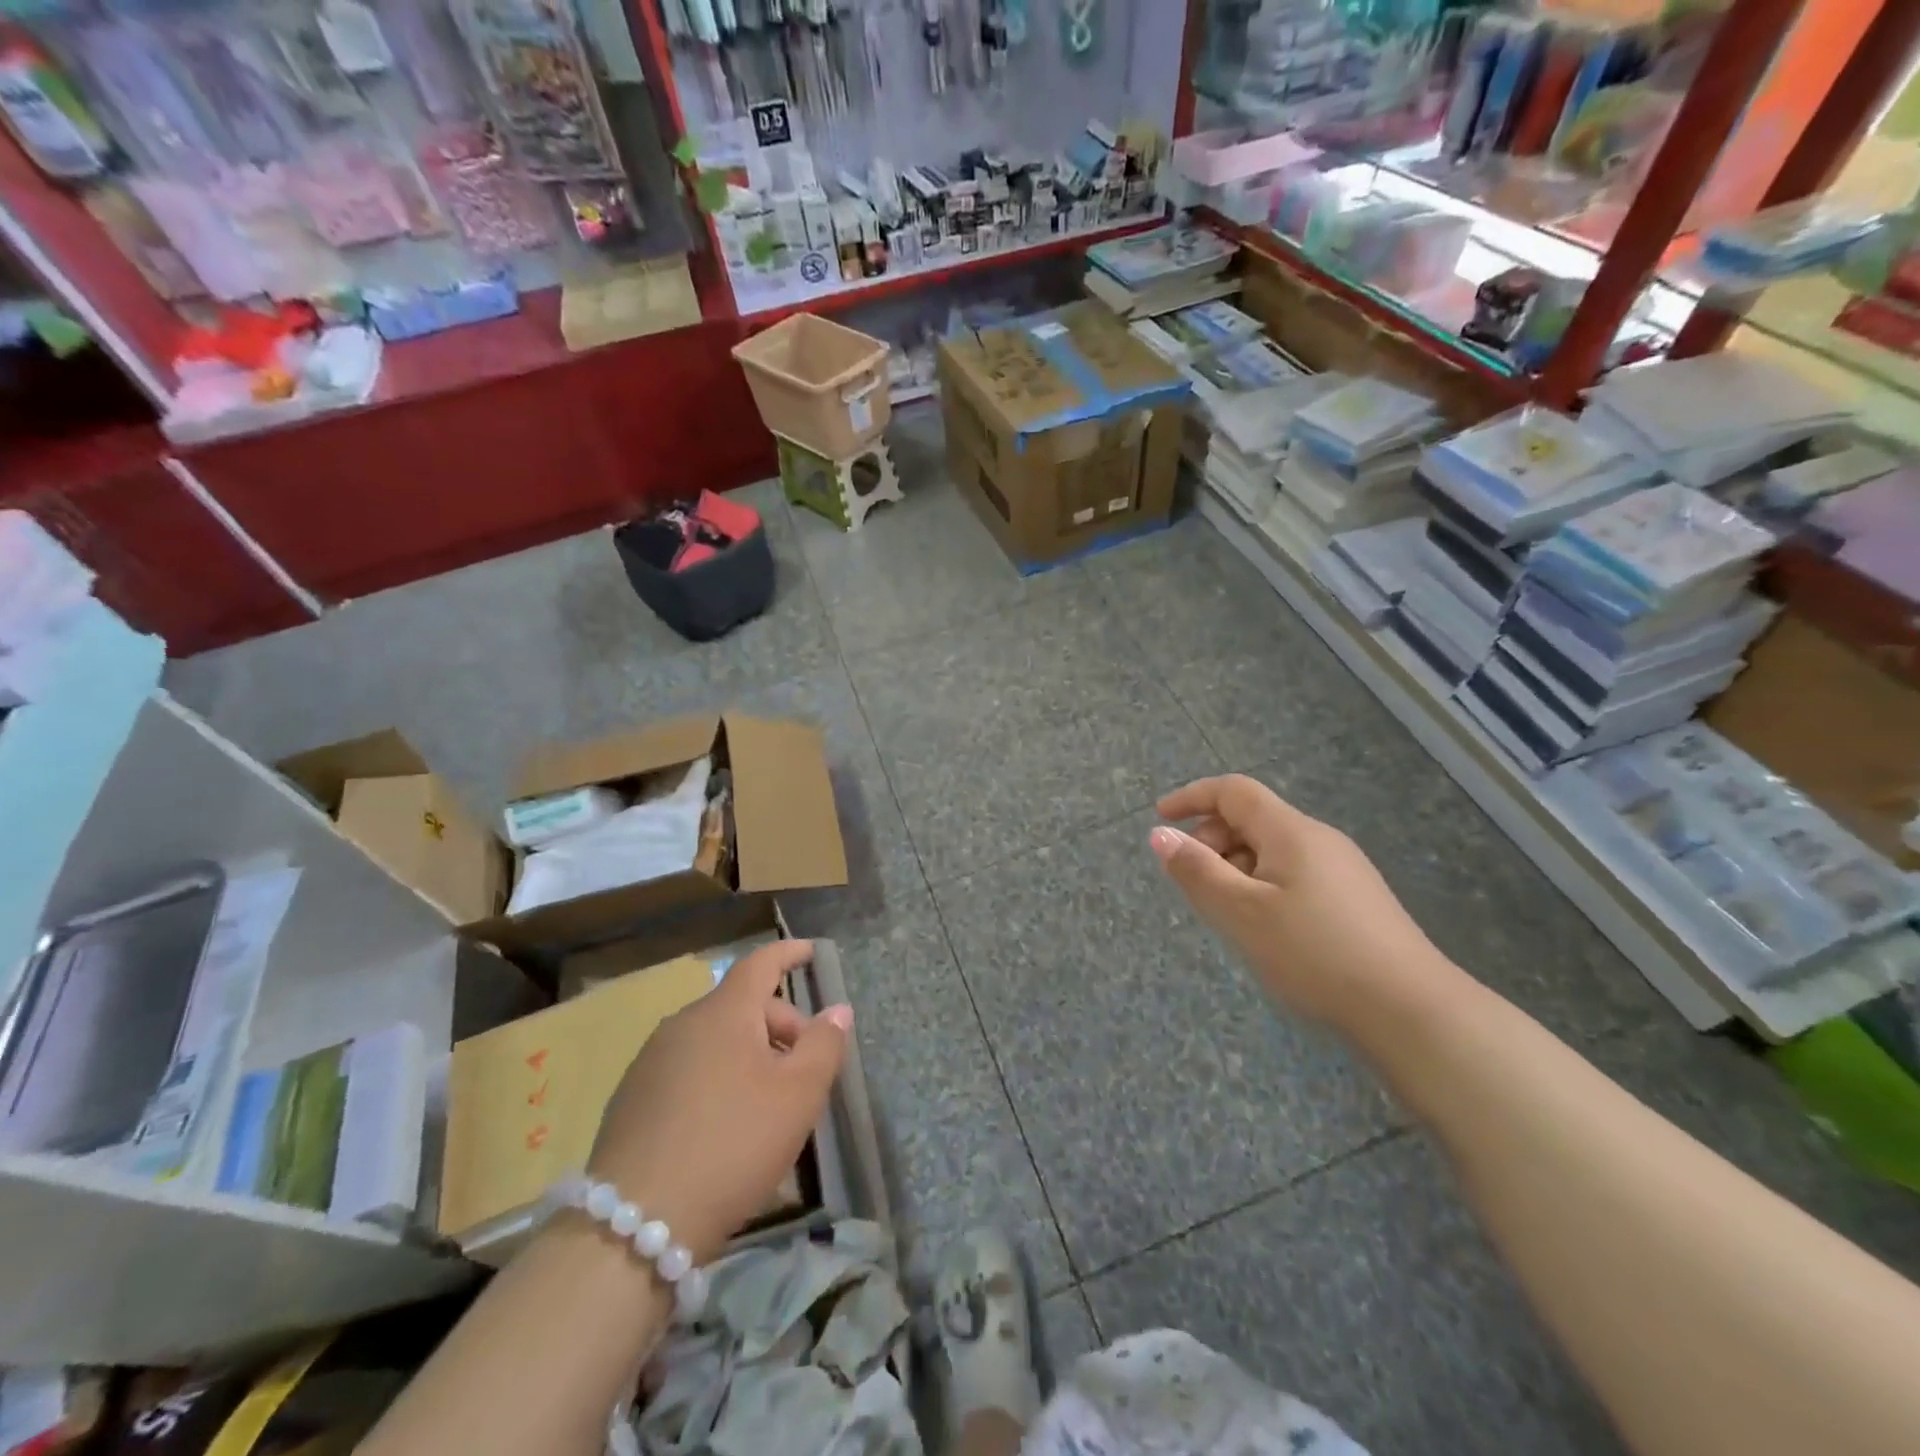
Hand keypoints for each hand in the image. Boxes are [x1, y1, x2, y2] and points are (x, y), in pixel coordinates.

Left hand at [588, 939, 850, 1263]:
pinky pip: (689, 1070)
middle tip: (805, 1070)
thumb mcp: (798, 1096)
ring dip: (749, 1055)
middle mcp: (683, 1025)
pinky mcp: (631, 1100)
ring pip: (714, 1040)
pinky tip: (726, 1128)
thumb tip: (837, 1011)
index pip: (760, 963)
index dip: (789, 953)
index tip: (810, 951)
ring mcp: (650, 1063)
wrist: (633, 1225)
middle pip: (741, 1006)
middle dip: (780, 1025)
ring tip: (769, 1104)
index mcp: (723, 1012)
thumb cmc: (732, 1144)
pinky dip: (717, 1079)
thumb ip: (824, 1045)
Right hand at [1151, 774, 1439, 1028]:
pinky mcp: (1355, 900)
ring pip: (1272, 850)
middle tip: (1192, 882)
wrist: (1410, 1010)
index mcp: (1290, 831)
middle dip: (1212, 840)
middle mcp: (1318, 839)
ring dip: (1236, 868)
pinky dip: (1262, 886)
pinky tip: (1265, 929)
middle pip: (1252, 819)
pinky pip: (1293, 875)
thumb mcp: (1240, 912)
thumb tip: (1160, 834)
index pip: (1234, 791)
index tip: (1160, 818)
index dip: (1192, 797)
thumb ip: (1196, 870)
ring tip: (1226, 914)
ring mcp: (1342, 869)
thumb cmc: (1314, 953)